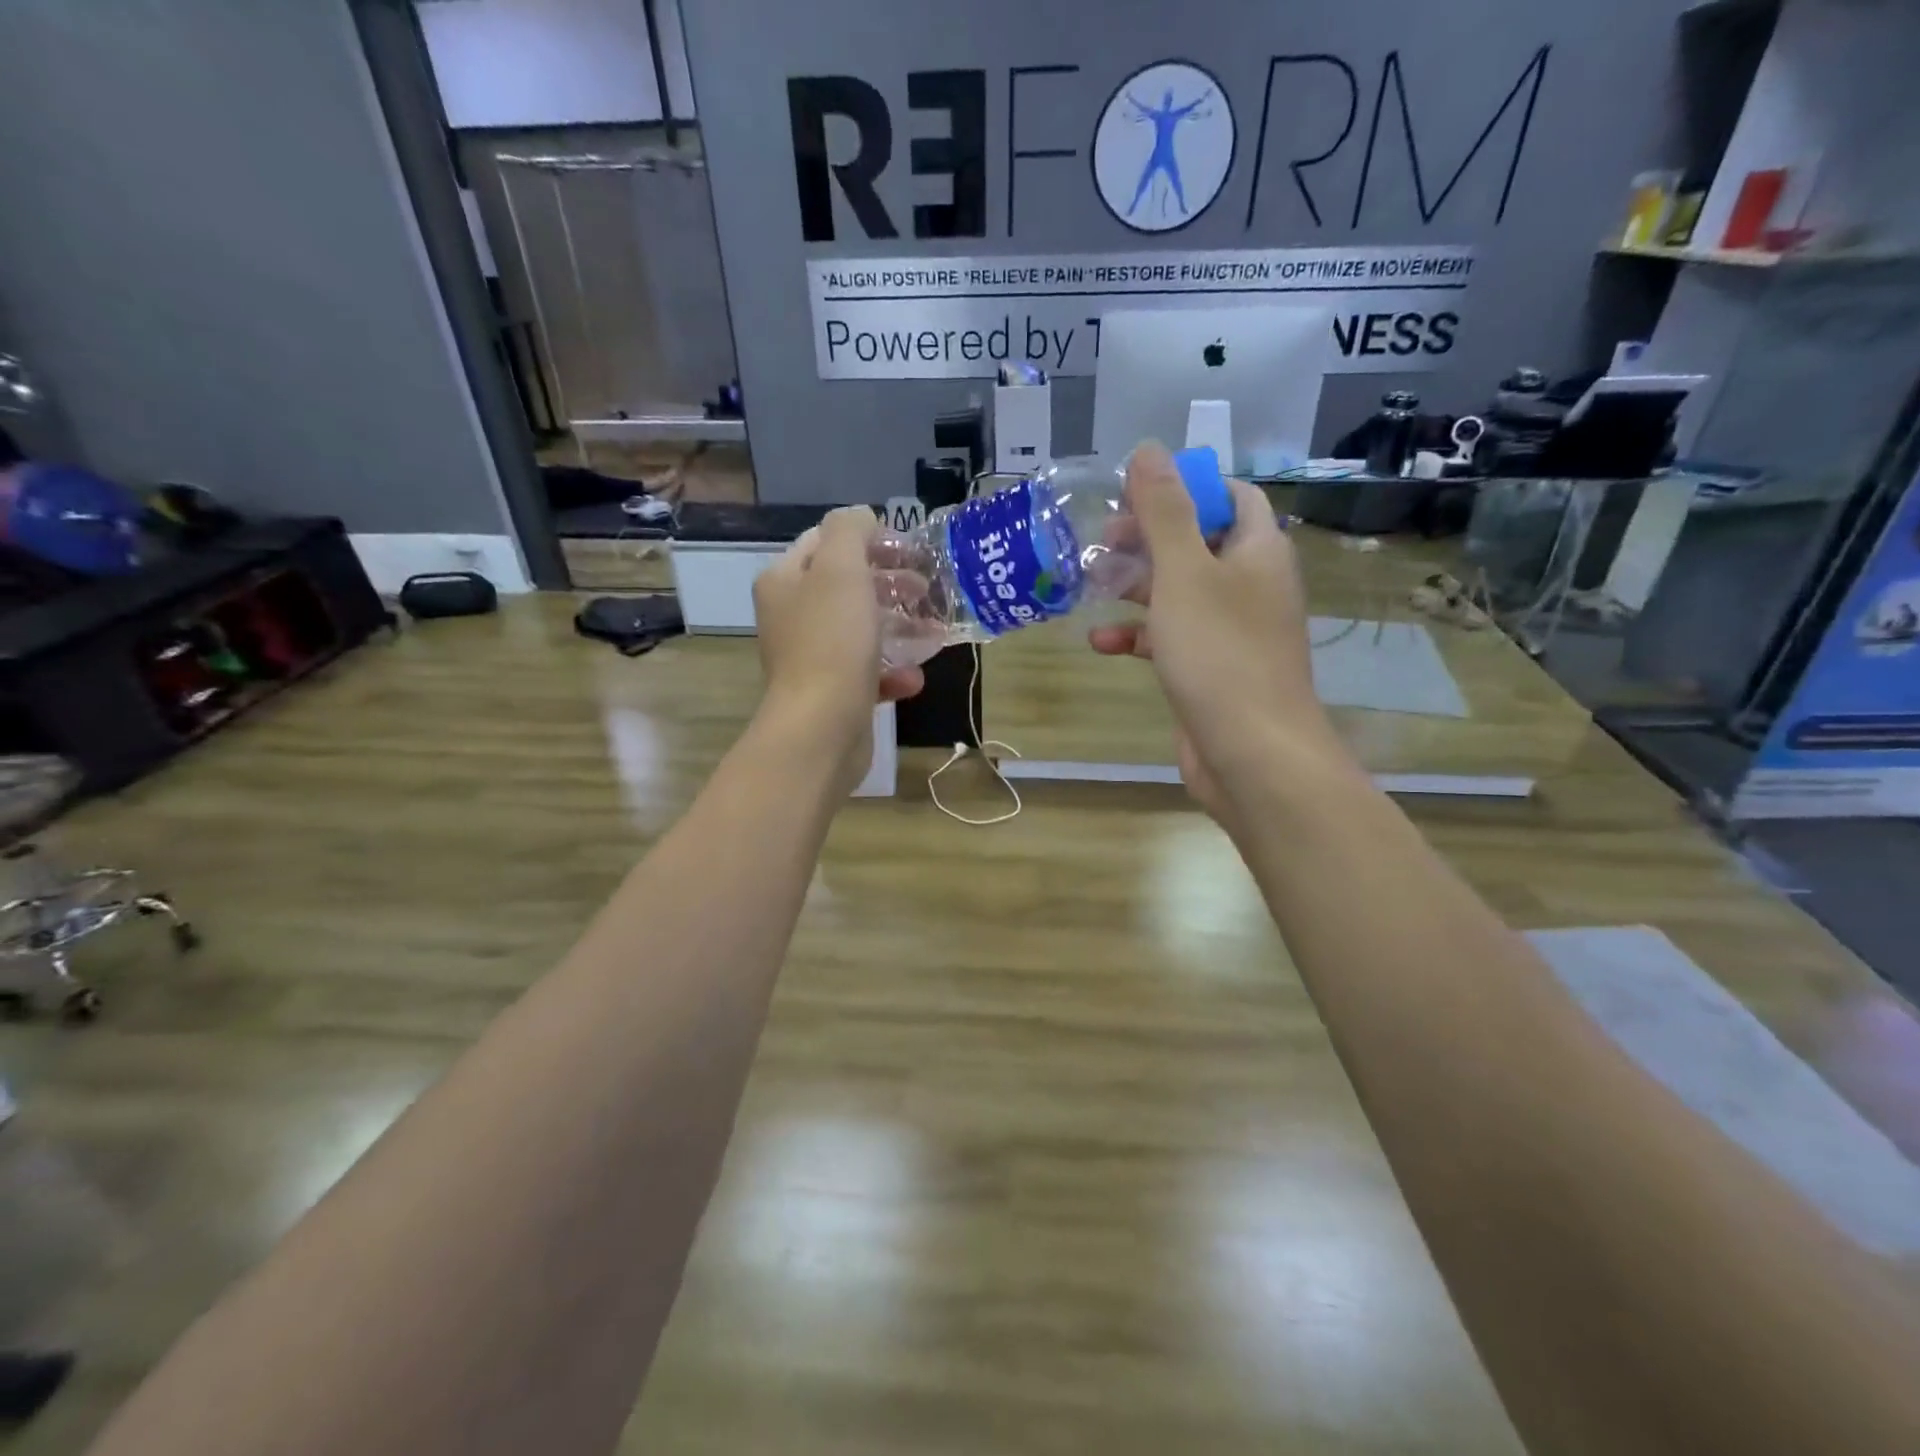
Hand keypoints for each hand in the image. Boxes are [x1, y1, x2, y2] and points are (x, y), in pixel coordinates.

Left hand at [752, 508, 924, 794]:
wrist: (821, 727)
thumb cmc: (831, 641)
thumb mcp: (840, 568)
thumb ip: (850, 530)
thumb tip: (862, 517)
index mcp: (784, 581)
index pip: (825, 542)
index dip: (869, 539)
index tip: (910, 550)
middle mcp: (792, 616)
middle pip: (847, 586)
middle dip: (890, 584)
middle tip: (926, 588)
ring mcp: (812, 657)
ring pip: (861, 630)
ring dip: (900, 627)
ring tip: (933, 630)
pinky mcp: (832, 693)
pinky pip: (867, 672)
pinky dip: (893, 672)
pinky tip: (915, 677)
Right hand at [1088, 442, 1347, 821]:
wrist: (1250, 753)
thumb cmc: (1220, 653)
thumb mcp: (1183, 573)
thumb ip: (1164, 511)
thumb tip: (1148, 449)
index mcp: (1258, 551)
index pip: (1230, 495)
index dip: (1185, 488)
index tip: (1134, 496)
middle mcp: (1251, 585)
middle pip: (1197, 543)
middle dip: (1147, 539)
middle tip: (1100, 542)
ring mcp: (1232, 631)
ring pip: (1179, 592)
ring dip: (1135, 587)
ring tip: (1089, 584)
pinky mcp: (1210, 669)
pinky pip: (1171, 638)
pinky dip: (1138, 636)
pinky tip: (1101, 642)